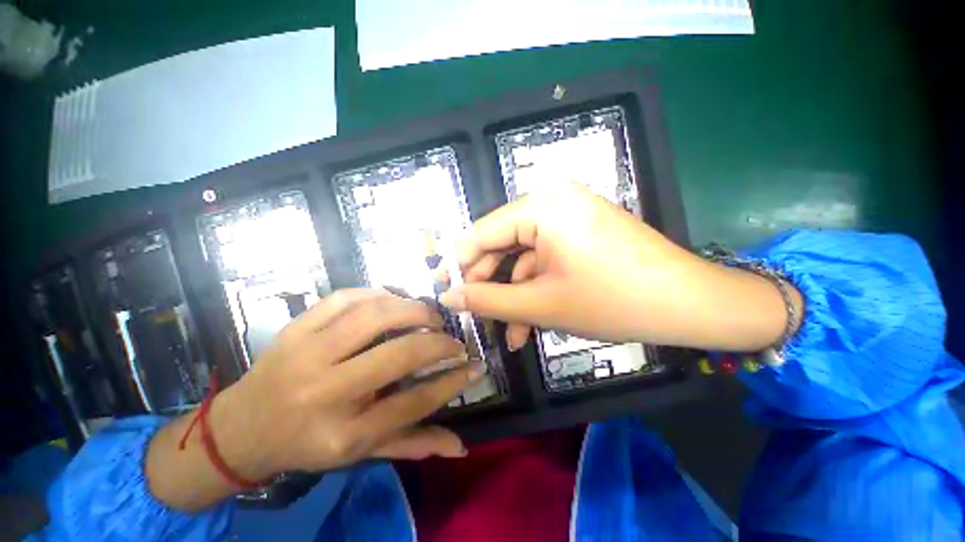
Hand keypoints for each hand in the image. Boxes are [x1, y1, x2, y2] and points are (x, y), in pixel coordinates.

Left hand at [148, 289, 482, 509]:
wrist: (240, 429)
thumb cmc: (307, 443)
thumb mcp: (359, 454)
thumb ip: (412, 445)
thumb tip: (460, 446)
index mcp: (342, 434)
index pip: (414, 402)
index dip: (452, 381)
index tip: (474, 365)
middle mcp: (325, 392)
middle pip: (398, 355)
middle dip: (438, 343)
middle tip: (453, 339)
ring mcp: (306, 354)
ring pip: (374, 316)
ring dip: (413, 309)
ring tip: (429, 315)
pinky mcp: (296, 328)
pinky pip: (346, 298)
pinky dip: (378, 293)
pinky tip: (394, 299)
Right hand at [439, 183, 794, 351]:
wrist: (692, 305)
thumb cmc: (613, 301)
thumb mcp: (541, 304)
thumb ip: (488, 299)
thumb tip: (448, 295)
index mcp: (541, 206)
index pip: (482, 233)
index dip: (459, 263)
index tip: (442, 288)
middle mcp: (553, 201)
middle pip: (502, 244)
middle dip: (489, 283)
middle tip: (473, 314)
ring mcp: (569, 216)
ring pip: (524, 258)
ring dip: (514, 295)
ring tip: (506, 331)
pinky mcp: (581, 233)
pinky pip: (546, 260)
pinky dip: (536, 289)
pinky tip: (529, 324)